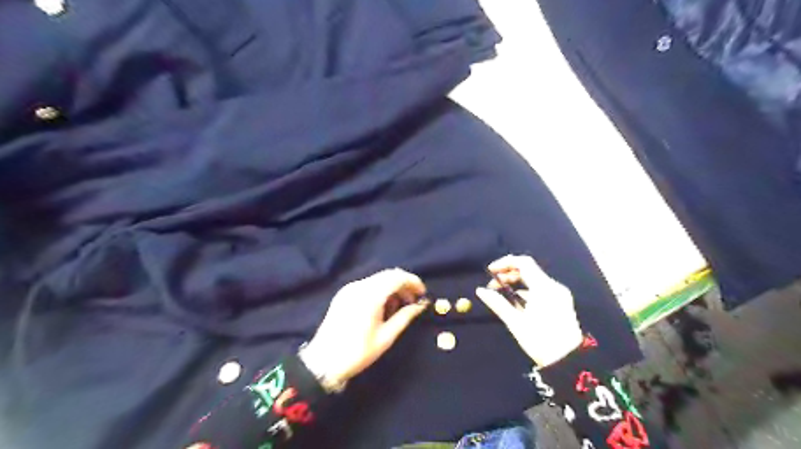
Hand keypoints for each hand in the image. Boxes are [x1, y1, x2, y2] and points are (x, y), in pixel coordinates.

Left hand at [301, 269, 428, 386]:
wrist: (322, 362)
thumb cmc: (357, 353)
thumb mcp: (385, 337)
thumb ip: (405, 317)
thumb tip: (421, 305)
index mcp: (370, 295)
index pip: (397, 277)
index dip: (413, 282)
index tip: (423, 293)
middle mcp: (359, 286)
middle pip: (388, 275)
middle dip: (404, 284)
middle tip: (414, 300)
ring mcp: (349, 289)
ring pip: (378, 279)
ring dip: (392, 287)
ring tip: (400, 306)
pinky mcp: (343, 294)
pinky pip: (367, 285)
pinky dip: (380, 290)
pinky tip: (383, 307)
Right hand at [474, 254, 583, 366]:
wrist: (569, 361)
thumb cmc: (540, 341)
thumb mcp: (516, 323)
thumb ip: (498, 303)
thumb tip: (480, 291)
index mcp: (543, 288)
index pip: (523, 263)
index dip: (505, 263)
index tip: (490, 271)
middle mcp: (553, 286)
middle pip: (528, 270)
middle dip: (508, 274)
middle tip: (493, 285)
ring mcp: (559, 294)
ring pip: (534, 280)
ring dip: (516, 283)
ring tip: (502, 295)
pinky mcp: (561, 302)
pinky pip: (541, 289)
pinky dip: (527, 291)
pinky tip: (517, 304)